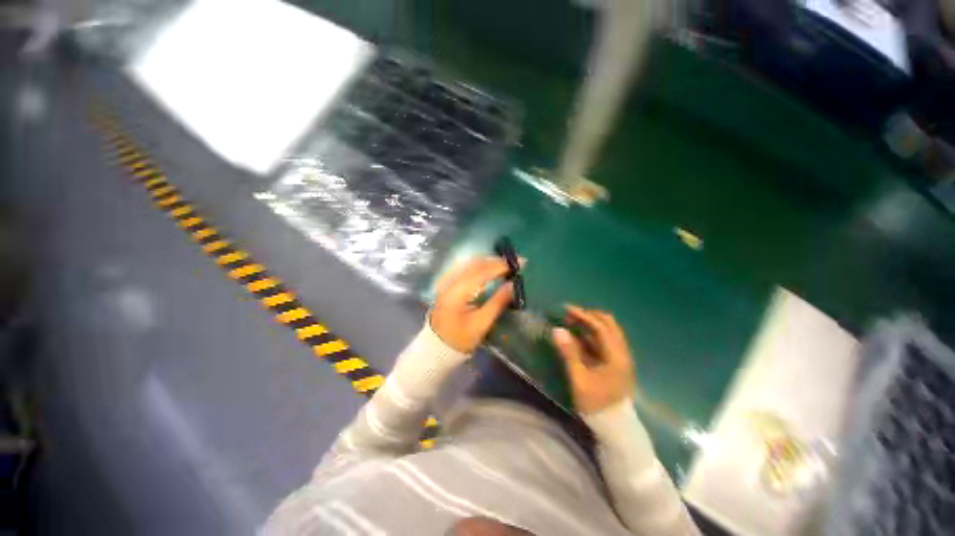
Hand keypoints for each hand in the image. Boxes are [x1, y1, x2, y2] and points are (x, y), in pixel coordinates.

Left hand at [430, 257, 515, 352]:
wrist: (437, 345)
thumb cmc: (460, 338)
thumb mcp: (481, 324)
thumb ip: (497, 302)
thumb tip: (513, 285)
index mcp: (457, 291)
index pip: (481, 271)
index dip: (501, 265)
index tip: (520, 264)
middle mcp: (450, 281)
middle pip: (475, 263)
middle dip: (496, 261)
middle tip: (515, 262)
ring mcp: (447, 280)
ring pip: (470, 263)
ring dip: (489, 261)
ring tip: (506, 264)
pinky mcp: (447, 282)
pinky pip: (465, 267)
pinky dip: (480, 265)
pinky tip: (490, 267)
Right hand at [553, 305, 634, 413]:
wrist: (615, 428)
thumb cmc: (597, 404)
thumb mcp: (579, 379)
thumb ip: (569, 352)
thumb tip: (557, 330)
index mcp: (616, 356)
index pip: (600, 327)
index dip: (583, 316)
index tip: (566, 309)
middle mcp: (622, 352)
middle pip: (608, 325)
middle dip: (588, 316)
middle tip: (569, 315)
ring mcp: (620, 357)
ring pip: (607, 332)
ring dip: (590, 324)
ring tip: (570, 322)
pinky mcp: (615, 363)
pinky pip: (604, 342)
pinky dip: (591, 335)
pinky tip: (577, 336)